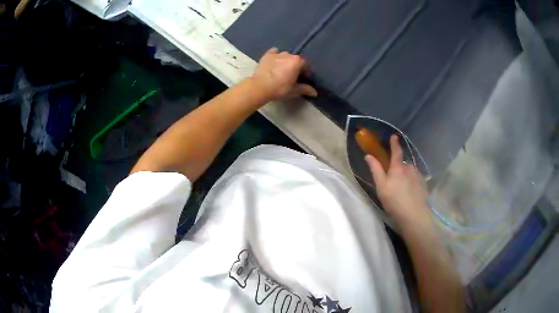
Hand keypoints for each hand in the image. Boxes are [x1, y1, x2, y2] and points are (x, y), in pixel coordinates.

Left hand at [251, 48, 317, 100]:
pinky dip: (276, 56)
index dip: (306, 72)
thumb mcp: (293, 90)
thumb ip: (305, 89)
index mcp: (297, 62)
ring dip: (286, 61)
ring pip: (285, 56)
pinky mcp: (267, 55)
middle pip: (295, 60)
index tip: (303, 79)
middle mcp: (289, 55)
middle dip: (296, 67)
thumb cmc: (279, 89)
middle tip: (292, 76)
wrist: (259, 87)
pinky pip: (274, 52)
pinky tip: (274, 62)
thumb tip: (315, 92)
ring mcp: (277, 53)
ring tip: (282, 71)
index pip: (306, 65)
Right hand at [365, 135, 432, 229]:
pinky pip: (415, 179)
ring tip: (402, 191)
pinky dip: (411, 183)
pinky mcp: (423, 184)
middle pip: (402, 165)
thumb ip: (376, 170)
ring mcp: (418, 175)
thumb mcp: (381, 187)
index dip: (394, 143)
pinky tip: (409, 194)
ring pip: (410, 172)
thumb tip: (369, 156)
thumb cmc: (394, 201)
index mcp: (398, 167)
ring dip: (405, 177)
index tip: (394, 136)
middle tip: (393, 182)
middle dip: (398, 169)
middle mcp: (410, 168)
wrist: (414, 215)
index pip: (396, 151)